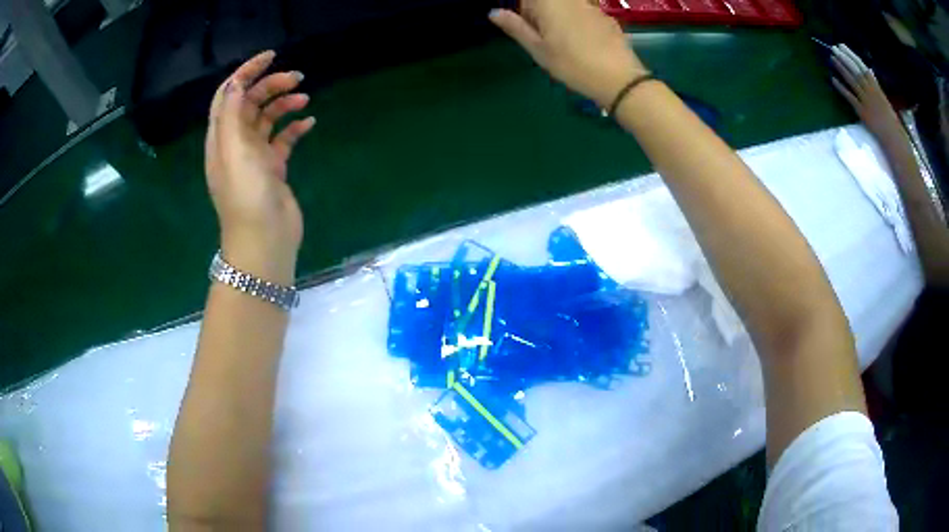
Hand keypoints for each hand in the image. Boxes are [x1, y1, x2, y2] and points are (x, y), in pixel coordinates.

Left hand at [205, 51, 313, 284]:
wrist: (264, 241)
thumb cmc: (246, 196)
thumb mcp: (234, 151)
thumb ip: (232, 115)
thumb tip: (237, 83)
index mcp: (221, 138)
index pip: (229, 95)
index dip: (246, 72)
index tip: (271, 56)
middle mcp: (236, 144)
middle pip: (250, 103)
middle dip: (271, 85)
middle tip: (298, 78)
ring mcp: (255, 157)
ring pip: (268, 119)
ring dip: (284, 103)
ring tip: (305, 98)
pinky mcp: (273, 169)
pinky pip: (283, 140)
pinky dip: (295, 128)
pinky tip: (309, 123)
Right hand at [489, 0, 646, 107]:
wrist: (619, 79)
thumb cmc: (572, 65)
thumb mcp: (538, 50)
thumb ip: (515, 27)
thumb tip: (494, 12)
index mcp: (549, 3)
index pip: (527, 0)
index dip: (525, 12)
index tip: (528, 28)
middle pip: (547, 2)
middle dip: (542, 13)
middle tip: (546, 38)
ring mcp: (591, 6)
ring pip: (568, 6)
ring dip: (561, 17)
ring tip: (566, 42)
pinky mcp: (607, 17)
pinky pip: (585, 12)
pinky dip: (579, 22)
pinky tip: (585, 44)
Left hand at [831, 44, 905, 143]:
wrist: (895, 141)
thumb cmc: (892, 123)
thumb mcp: (884, 100)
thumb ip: (876, 87)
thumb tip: (869, 73)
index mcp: (877, 88)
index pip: (862, 67)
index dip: (852, 55)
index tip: (843, 46)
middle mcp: (871, 92)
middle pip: (855, 71)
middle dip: (844, 58)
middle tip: (833, 47)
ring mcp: (867, 102)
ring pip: (852, 81)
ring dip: (841, 68)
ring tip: (831, 58)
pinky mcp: (862, 113)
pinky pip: (850, 98)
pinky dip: (841, 87)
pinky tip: (833, 79)